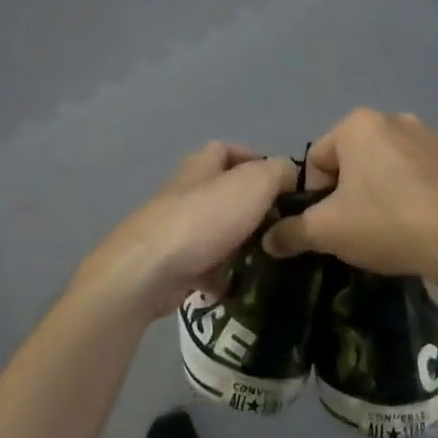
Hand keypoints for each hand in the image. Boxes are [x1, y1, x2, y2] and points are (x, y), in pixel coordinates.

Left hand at [76, 143, 298, 319]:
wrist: (149, 271)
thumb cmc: (204, 219)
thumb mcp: (254, 184)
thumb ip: (278, 173)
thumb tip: (289, 175)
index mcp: (200, 167)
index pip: (225, 149)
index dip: (254, 159)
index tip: (283, 183)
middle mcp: (184, 194)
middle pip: (223, 194)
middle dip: (253, 210)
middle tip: (283, 226)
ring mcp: (174, 231)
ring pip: (216, 233)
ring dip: (240, 245)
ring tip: (269, 259)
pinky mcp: (170, 265)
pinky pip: (203, 268)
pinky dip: (221, 277)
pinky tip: (239, 287)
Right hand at [261, 109, 437, 284]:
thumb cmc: (388, 224)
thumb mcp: (327, 232)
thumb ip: (290, 232)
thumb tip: (267, 239)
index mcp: (359, 125)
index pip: (318, 159)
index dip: (316, 195)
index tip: (331, 224)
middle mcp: (398, 118)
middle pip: (357, 158)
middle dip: (353, 190)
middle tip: (361, 227)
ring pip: (395, 164)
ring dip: (388, 188)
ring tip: (397, 228)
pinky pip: (432, 174)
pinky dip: (424, 192)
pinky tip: (430, 222)